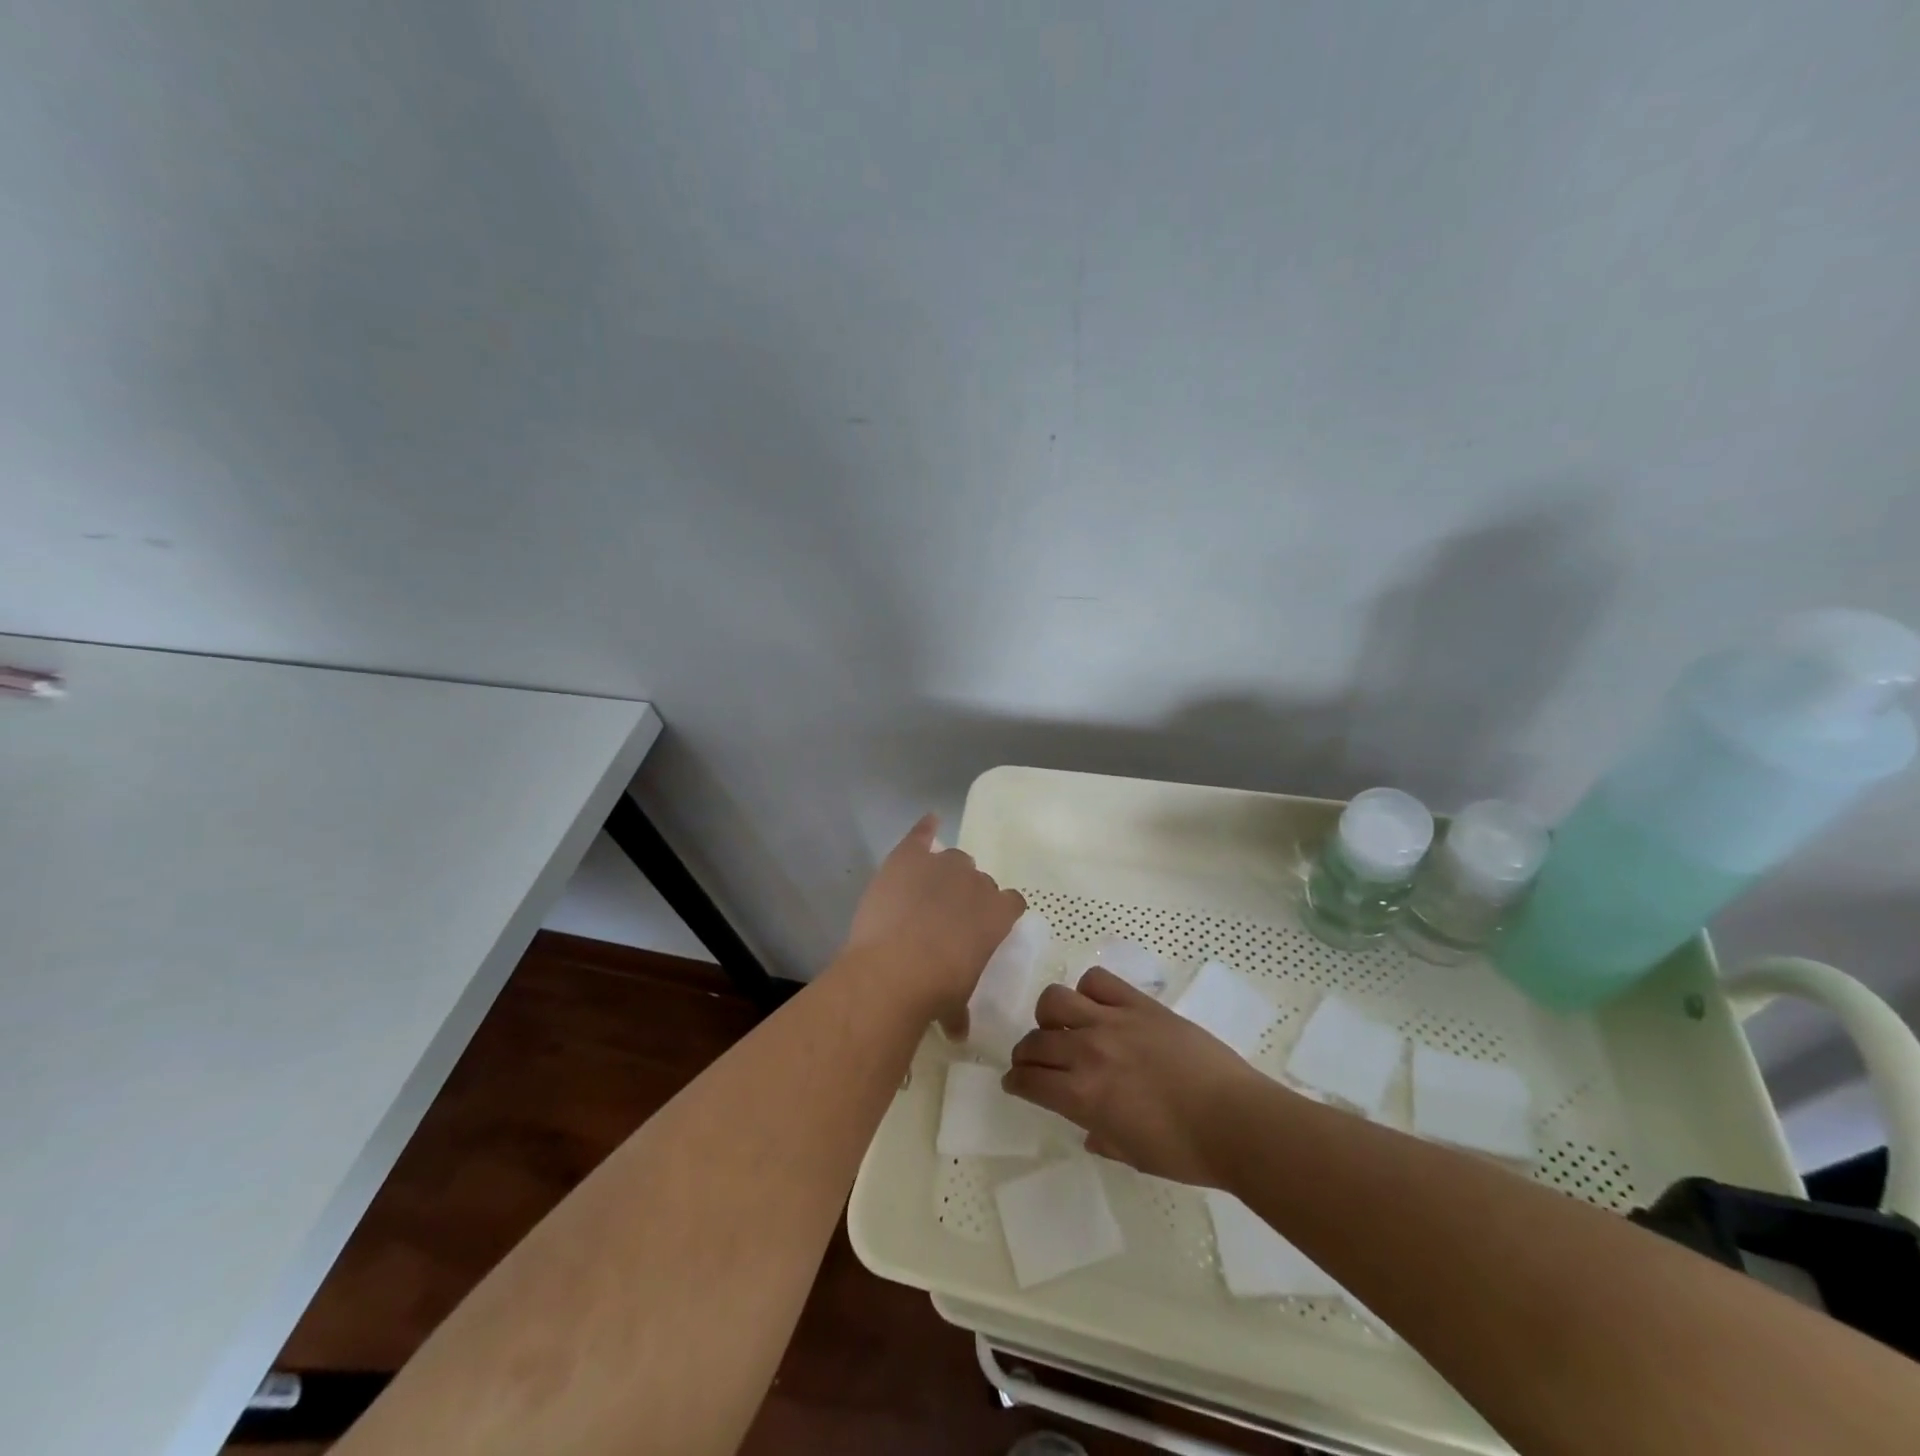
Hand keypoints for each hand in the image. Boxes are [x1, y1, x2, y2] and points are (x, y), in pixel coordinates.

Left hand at [841, 814, 1025, 1027]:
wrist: (894, 970)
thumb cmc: (935, 991)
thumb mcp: (955, 1004)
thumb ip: (960, 1010)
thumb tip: (958, 1033)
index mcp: (997, 915)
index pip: (1011, 903)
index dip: (998, 912)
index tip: (985, 927)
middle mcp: (975, 883)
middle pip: (979, 880)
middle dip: (968, 895)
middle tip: (948, 919)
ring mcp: (941, 865)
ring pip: (953, 858)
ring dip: (945, 873)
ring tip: (927, 892)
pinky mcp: (908, 857)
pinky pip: (922, 833)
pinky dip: (925, 829)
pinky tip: (928, 823)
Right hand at [1003, 968, 1266, 1185]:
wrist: (1236, 1120)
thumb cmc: (1186, 1151)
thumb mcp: (1133, 1155)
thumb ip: (1102, 1137)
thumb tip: (1088, 1130)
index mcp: (1082, 1096)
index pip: (1029, 1080)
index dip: (1015, 1082)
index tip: (1014, 1083)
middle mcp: (1088, 1052)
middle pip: (1035, 1041)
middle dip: (1026, 1054)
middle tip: (1034, 1061)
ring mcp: (1112, 1022)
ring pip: (1055, 1001)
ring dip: (1049, 1016)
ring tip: (1062, 1026)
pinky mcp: (1138, 1004)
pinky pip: (1098, 981)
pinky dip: (1088, 990)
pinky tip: (1097, 1006)